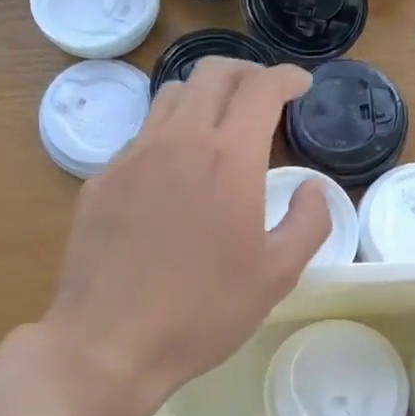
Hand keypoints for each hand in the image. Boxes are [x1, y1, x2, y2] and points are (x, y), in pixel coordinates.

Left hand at [45, 58, 332, 413]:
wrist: (110, 342)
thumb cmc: (204, 311)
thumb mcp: (277, 275)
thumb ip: (309, 222)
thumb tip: (312, 189)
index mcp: (229, 158)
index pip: (261, 88)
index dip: (287, 77)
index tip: (301, 86)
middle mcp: (179, 140)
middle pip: (213, 74)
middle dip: (247, 73)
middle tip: (265, 95)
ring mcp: (132, 156)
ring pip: (172, 96)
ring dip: (205, 96)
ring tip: (221, 125)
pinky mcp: (102, 179)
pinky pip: (142, 135)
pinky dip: (170, 133)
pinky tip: (176, 173)